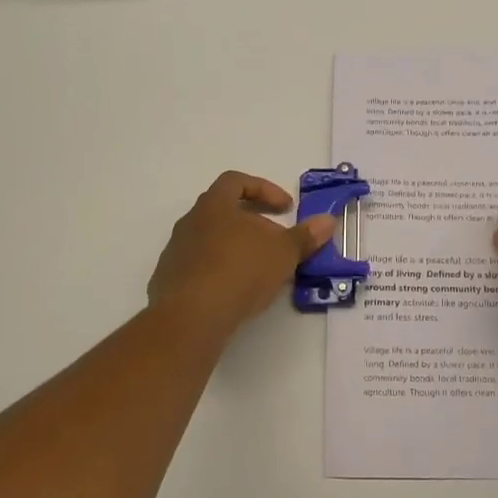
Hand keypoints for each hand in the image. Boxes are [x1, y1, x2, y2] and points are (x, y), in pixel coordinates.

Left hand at [148, 171, 334, 332]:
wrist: (192, 315)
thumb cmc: (241, 271)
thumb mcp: (283, 253)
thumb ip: (305, 236)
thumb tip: (328, 220)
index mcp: (214, 205)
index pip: (236, 181)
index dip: (264, 189)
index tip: (286, 208)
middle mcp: (190, 222)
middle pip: (224, 212)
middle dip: (254, 224)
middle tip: (276, 243)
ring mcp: (176, 251)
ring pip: (211, 240)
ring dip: (236, 249)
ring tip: (259, 271)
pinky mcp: (169, 280)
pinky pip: (199, 267)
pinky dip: (220, 273)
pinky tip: (235, 293)